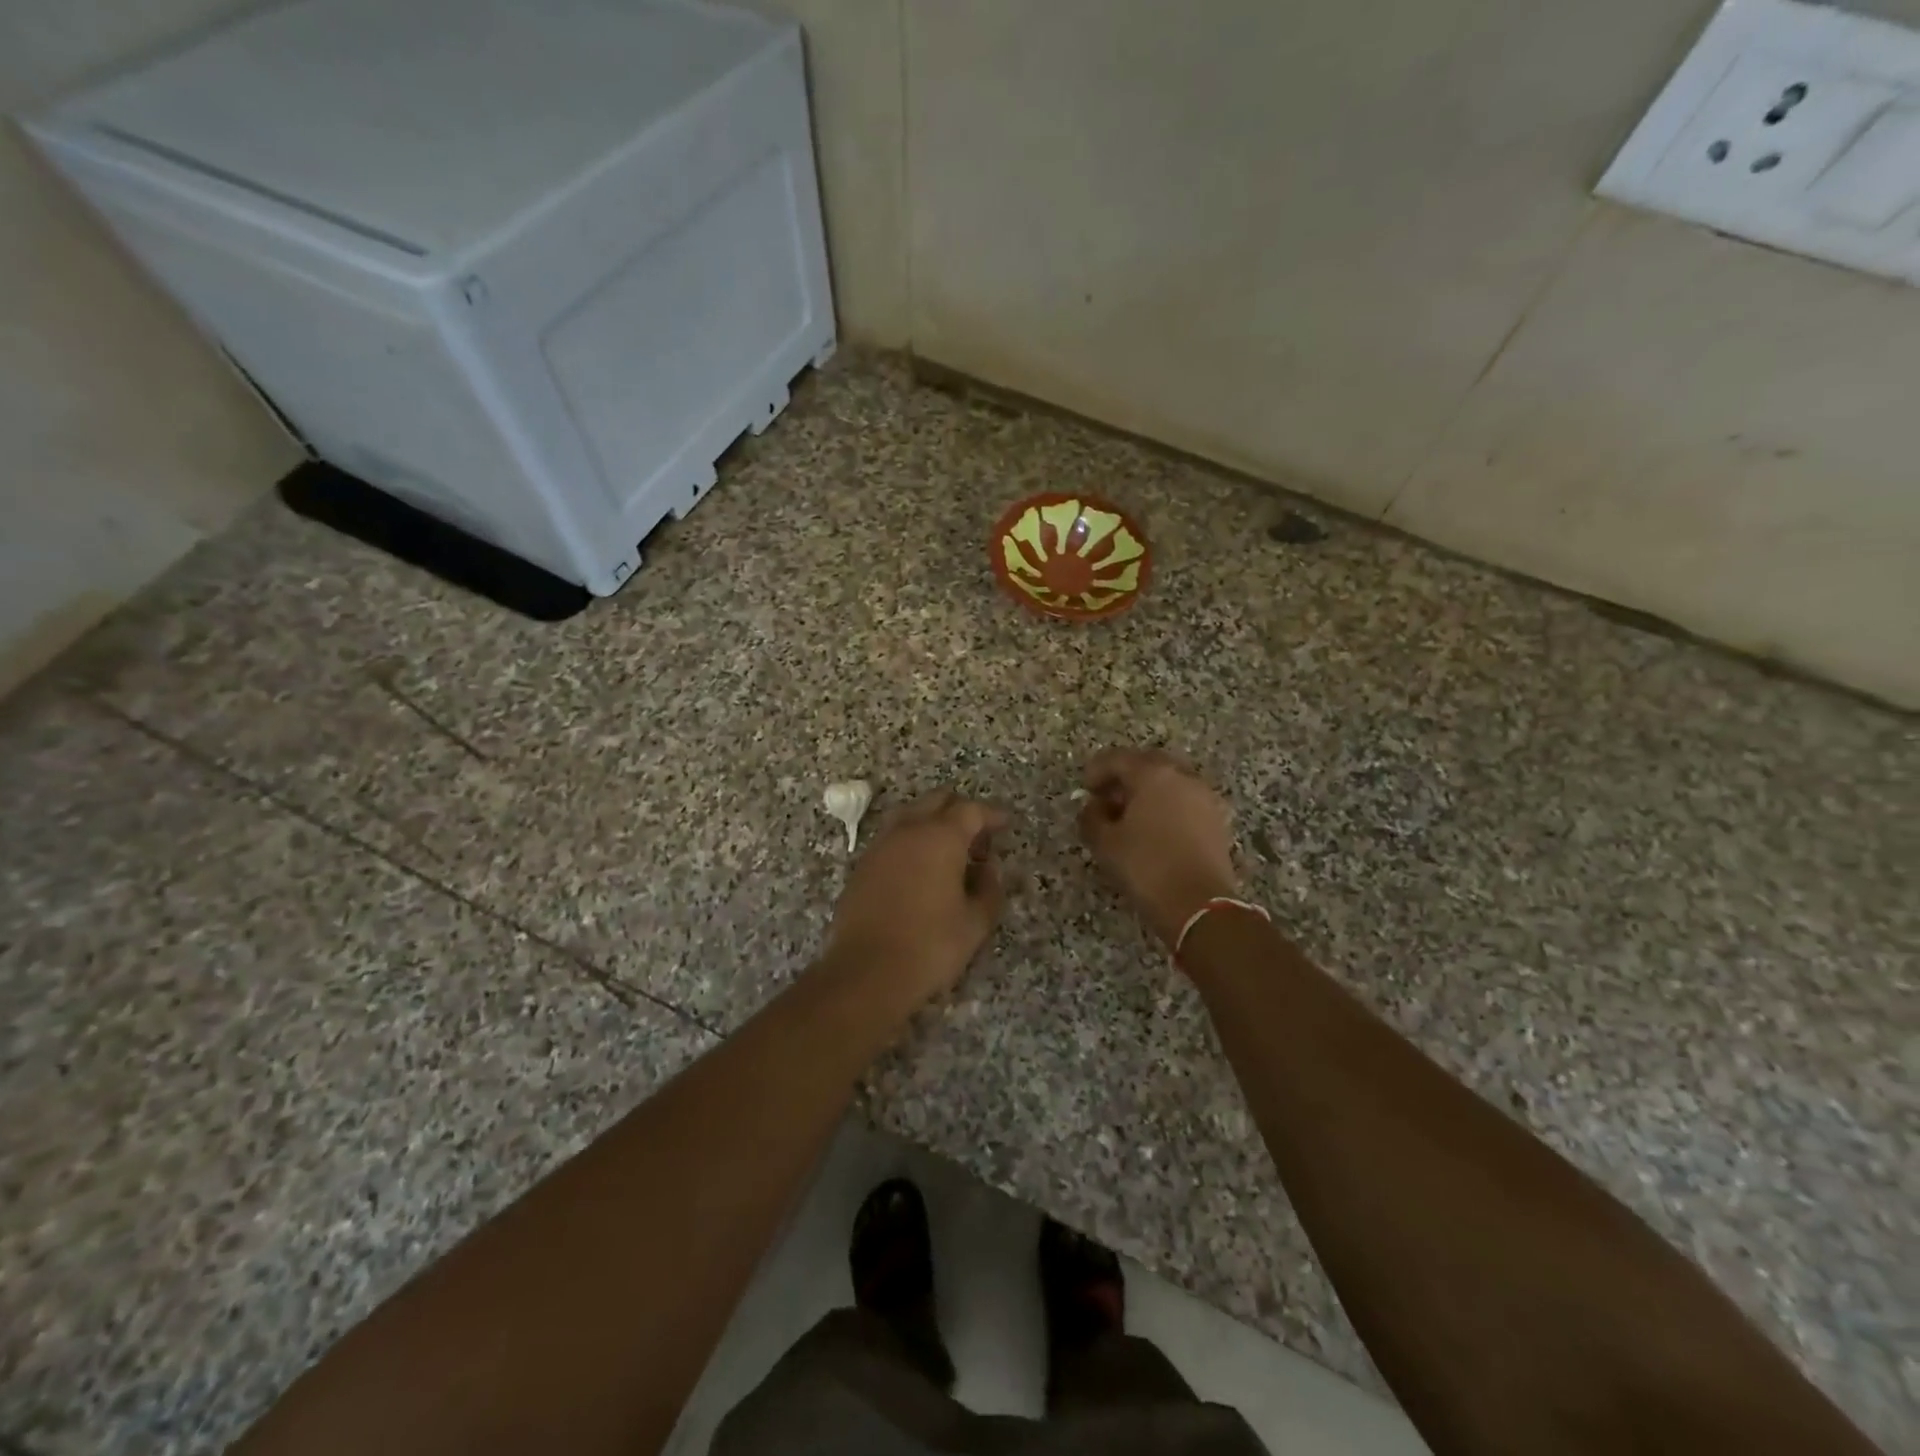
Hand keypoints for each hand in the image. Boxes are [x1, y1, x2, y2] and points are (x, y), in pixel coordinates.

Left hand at [822, 790, 1009, 1005]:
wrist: (867, 972)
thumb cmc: (930, 946)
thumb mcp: (975, 922)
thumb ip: (989, 888)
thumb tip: (988, 868)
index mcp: (941, 837)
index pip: (971, 810)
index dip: (991, 815)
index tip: (1005, 824)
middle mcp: (908, 830)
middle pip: (937, 801)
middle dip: (961, 812)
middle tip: (978, 840)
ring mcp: (880, 845)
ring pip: (911, 815)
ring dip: (932, 823)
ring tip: (948, 854)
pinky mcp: (862, 865)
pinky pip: (893, 838)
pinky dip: (911, 842)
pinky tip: (920, 870)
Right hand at [1078, 748, 1238, 948]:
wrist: (1199, 904)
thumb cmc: (1146, 867)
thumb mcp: (1105, 843)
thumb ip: (1092, 817)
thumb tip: (1094, 807)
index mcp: (1153, 774)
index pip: (1118, 758)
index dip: (1097, 770)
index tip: (1085, 789)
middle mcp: (1182, 776)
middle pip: (1148, 764)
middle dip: (1125, 777)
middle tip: (1107, 798)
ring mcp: (1204, 797)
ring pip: (1170, 782)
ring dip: (1148, 792)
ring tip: (1130, 816)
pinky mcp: (1216, 820)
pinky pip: (1185, 801)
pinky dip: (1167, 806)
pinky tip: (1154, 830)